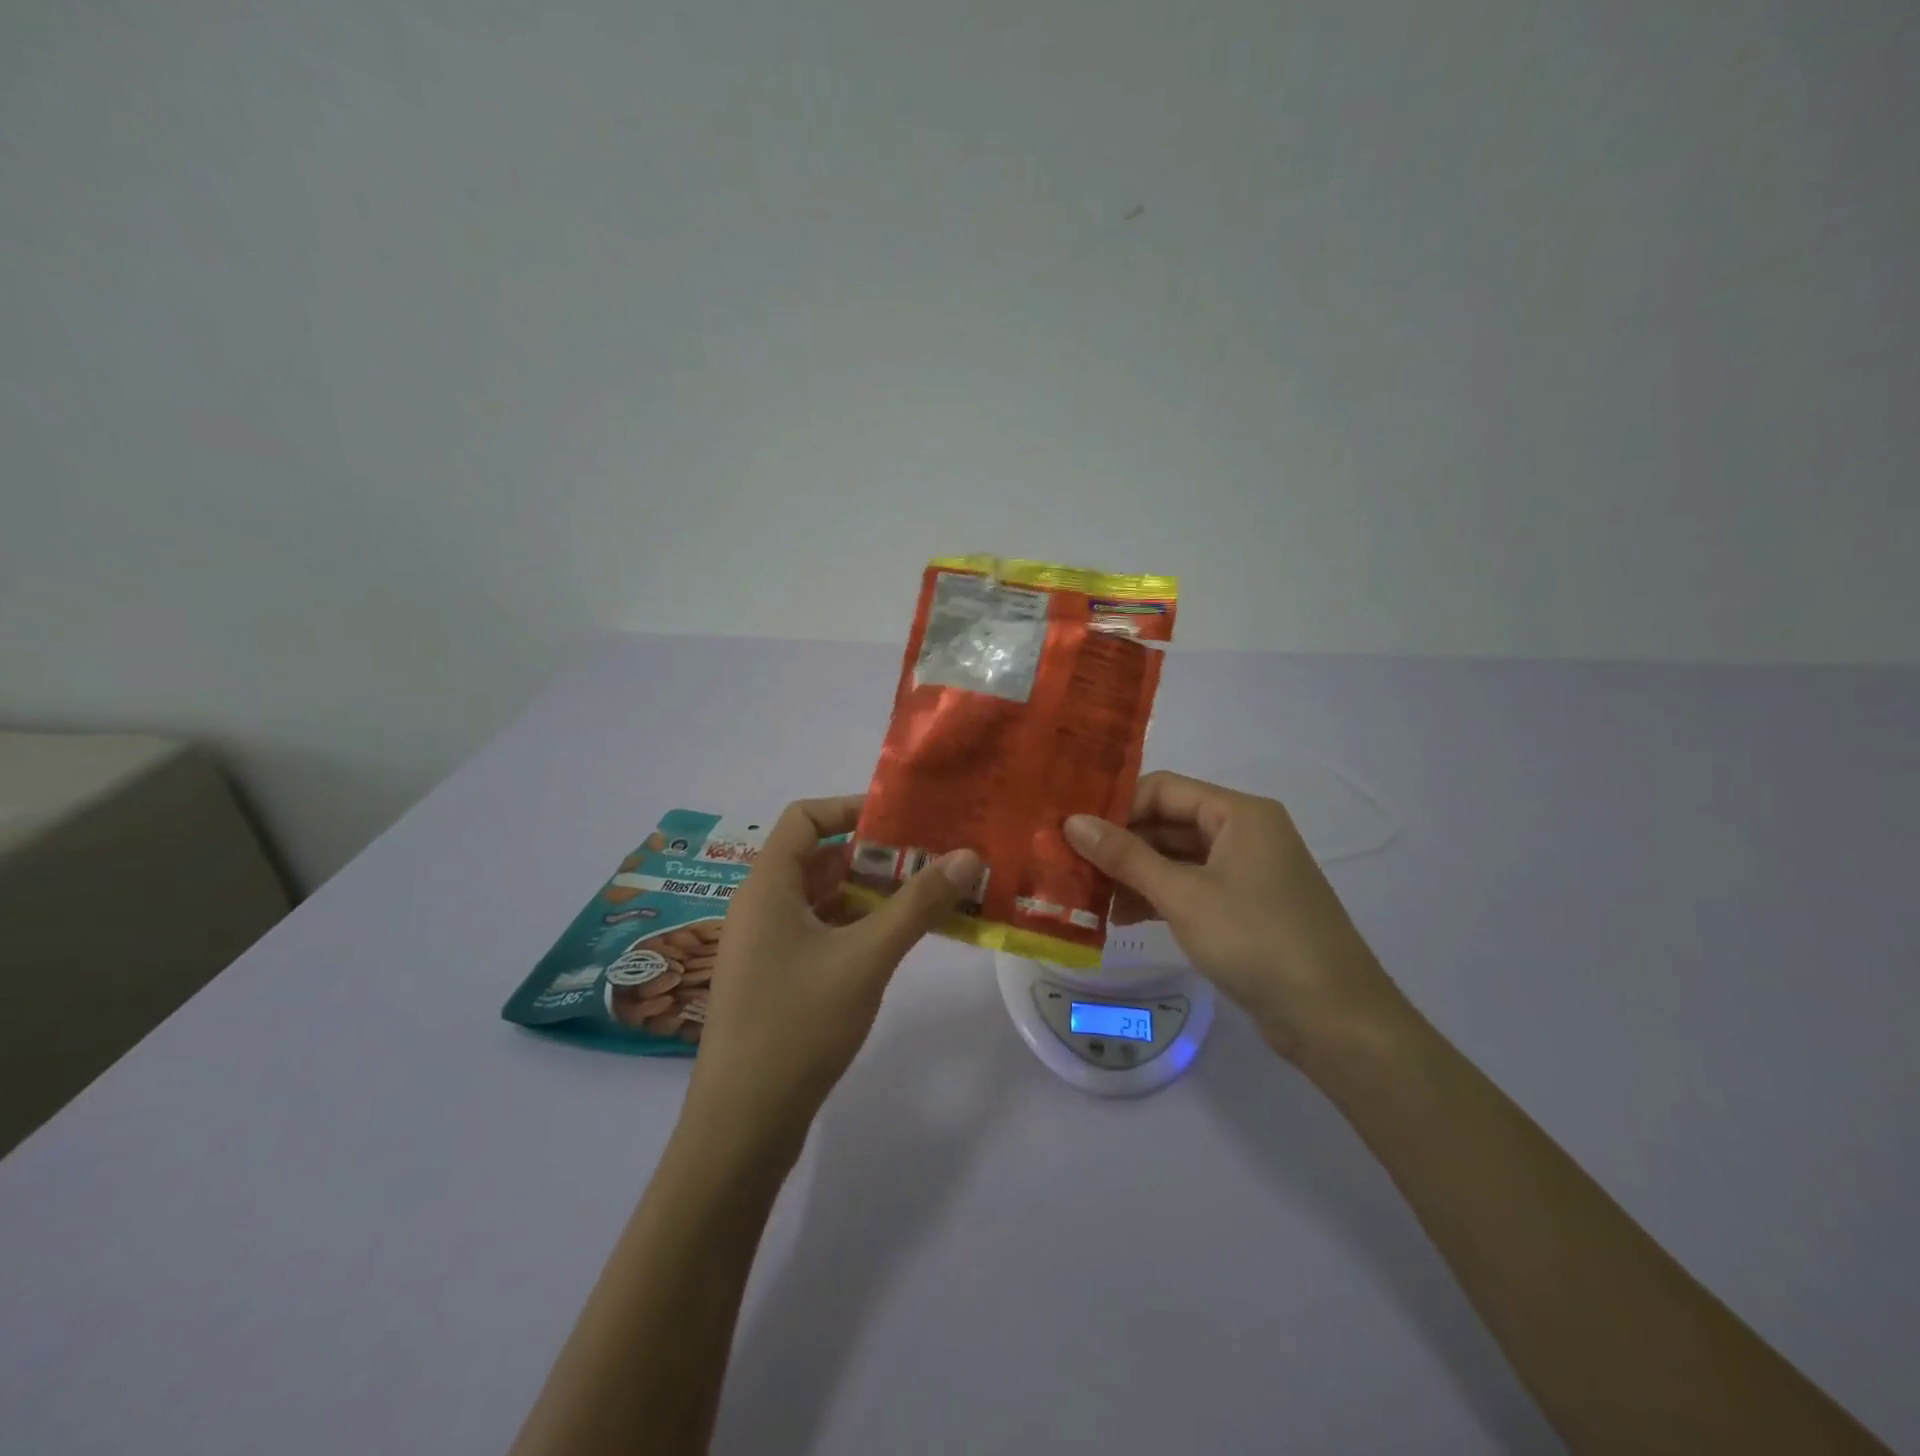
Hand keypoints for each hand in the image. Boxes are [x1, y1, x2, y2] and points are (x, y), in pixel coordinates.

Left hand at [683, 796, 980, 1159]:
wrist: (741, 1126)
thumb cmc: (798, 1026)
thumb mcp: (866, 958)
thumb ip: (918, 904)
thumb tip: (968, 855)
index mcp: (766, 886)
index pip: (804, 818)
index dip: (851, 808)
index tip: (903, 820)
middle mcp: (759, 906)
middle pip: (817, 857)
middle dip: (873, 855)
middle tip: (929, 859)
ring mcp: (765, 946)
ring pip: (820, 898)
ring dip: (868, 893)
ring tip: (924, 896)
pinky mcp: (774, 979)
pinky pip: (817, 932)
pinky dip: (855, 926)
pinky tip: (894, 941)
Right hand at [1064, 771, 1409, 1063]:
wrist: (1335, 1020)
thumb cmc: (1257, 941)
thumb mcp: (1183, 895)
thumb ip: (1126, 856)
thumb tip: (1072, 822)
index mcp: (1239, 813)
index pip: (1164, 789)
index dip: (1117, 807)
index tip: (1072, 831)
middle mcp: (1245, 832)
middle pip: (1168, 823)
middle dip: (1121, 845)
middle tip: (1071, 865)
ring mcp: (1247, 872)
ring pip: (1177, 859)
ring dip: (1135, 875)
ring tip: (1089, 898)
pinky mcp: (1245, 908)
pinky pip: (1191, 888)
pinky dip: (1158, 898)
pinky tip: (1121, 918)